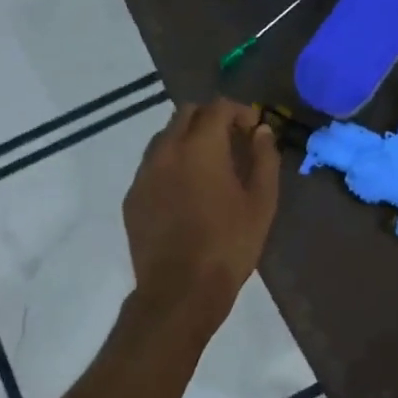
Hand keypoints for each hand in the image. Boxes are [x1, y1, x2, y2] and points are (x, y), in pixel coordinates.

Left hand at [123, 99, 279, 324]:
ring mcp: (144, 173)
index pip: (218, 107)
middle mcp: (166, 151)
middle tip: (233, 141)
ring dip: (189, 138)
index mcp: (201, 147)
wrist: (181, 290)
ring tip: (210, 165)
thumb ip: (264, 158)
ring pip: (165, 137)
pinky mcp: (133, 196)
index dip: (240, 111)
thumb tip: (262, 131)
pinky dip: (172, 163)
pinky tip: (187, 190)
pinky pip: (153, 165)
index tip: (255, 128)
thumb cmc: (230, 244)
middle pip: (187, 114)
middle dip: (212, 118)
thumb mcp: (262, 201)